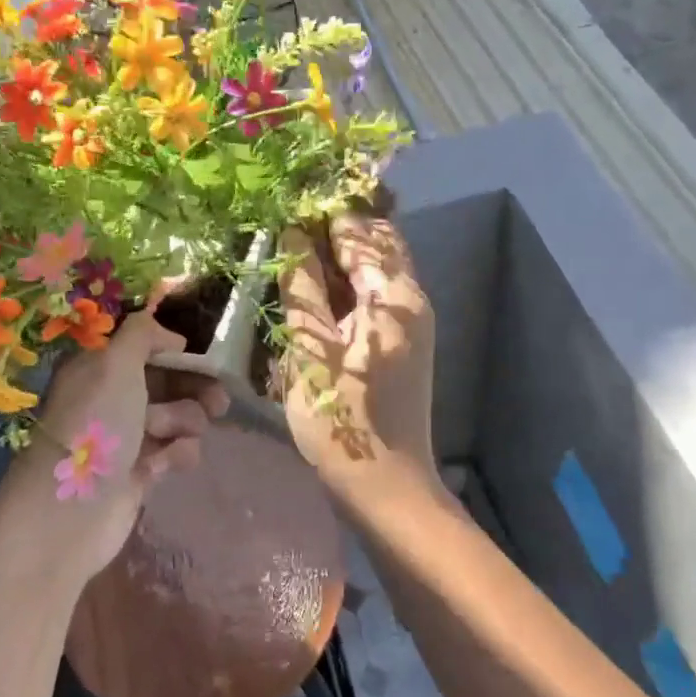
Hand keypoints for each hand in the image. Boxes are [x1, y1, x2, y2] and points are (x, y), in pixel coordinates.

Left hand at [4, 310, 228, 583]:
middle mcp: (110, 398)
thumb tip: (171, 336)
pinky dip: (175, 455)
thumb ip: (142, 334)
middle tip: (219, 401)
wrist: (68, 514)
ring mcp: (124, 438)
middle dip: (193, 389)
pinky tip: (165, 466)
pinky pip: (172, 452)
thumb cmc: (94, 427)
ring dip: (184, 422)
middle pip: (165, 383)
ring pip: (175, 417)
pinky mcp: (138, 473)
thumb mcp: (115, 364)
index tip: (204, 359)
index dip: (176, 353)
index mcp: (98, 368)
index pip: (145, 349)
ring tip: (176, 435)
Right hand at [277, 214, 439, 500]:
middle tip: (288, 233)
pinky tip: (318, 292)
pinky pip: (379, 292)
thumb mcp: (309, 347)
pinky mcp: (406, 340)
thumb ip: (302, 285)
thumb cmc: (340, 417)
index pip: (358, 231)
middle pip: (378, 241)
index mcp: (393, 294)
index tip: (282, 211)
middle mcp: (412, 297)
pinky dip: (351, 282)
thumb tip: (292, 232)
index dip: (320, 216)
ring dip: (343, 256)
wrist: (385, 485)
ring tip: (297, 258)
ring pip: (380, 266)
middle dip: (336, 230)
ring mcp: (414, 320)